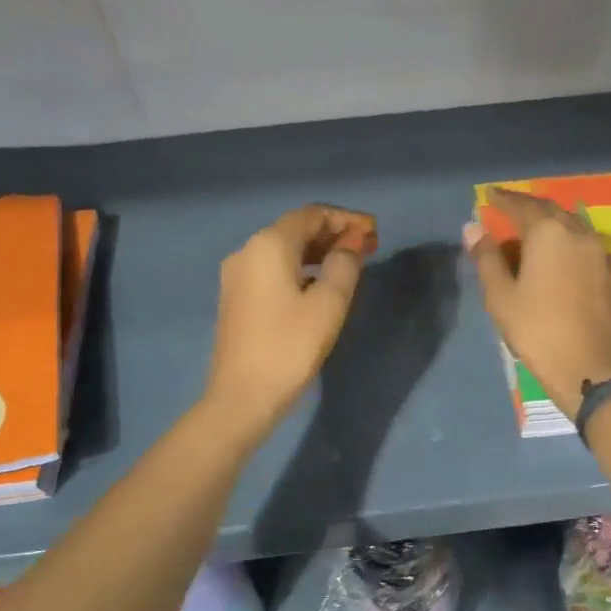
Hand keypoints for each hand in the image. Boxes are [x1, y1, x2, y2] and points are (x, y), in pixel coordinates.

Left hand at [205, 204, 377, 437]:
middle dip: (332, 234)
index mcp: (268, 245)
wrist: (243, 396)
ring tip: (349, 266)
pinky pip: (272, 270)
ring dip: (316, 252)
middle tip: (366, 248)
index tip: (373, 232)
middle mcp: (247, 251)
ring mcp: (237, 275)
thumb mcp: (328, 304)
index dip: (345, 219)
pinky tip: (319, 285)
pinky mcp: (236, 298)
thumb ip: (344, 266)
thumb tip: (350, 246)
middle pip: (295, 230)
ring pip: (283, 251)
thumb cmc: (290, 347)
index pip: (311, 215)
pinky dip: (299, 269)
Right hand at [464, 187, 610, 417]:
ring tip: (531, 231)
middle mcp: (578, 233)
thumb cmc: (538, 331)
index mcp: (548, 233)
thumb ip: (487, 258)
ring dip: (550, 223)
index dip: (503, 199)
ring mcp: (599, 253)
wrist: (591, 368)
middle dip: (528, 208)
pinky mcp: (610, 274)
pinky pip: (583, 245)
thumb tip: (473, 227)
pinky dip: (565, 241)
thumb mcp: (501, 297)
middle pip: (550, 210)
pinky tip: (557, 255)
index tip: (489, 196)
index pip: (521, 206)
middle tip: (509, 210)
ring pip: (571, 226)